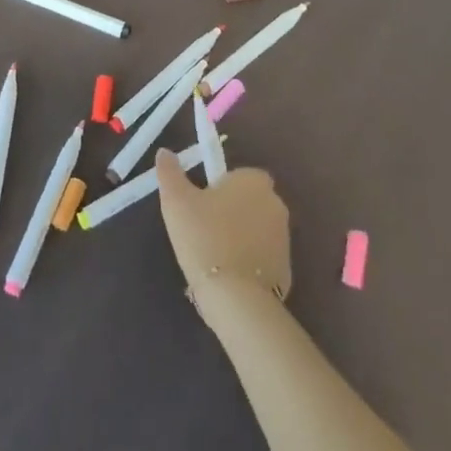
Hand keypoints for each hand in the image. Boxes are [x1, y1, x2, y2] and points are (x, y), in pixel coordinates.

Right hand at [155, 150, 291, 303]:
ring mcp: (285, 240)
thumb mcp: (176, 201)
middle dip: (231, 212)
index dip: (221, 188)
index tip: (202, 205)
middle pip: (249, 202)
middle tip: (203, 230)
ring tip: (213, 257)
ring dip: (240, 238)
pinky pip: (262, 260)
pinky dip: (248, 264)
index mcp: (254, 181)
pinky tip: (228, 278)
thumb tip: (164, 152)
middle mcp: (276, 204)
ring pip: (256, 231)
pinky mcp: (286, 272)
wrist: (235, 297)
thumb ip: (170, 172)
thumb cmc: (204, 237)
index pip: (240, 175)